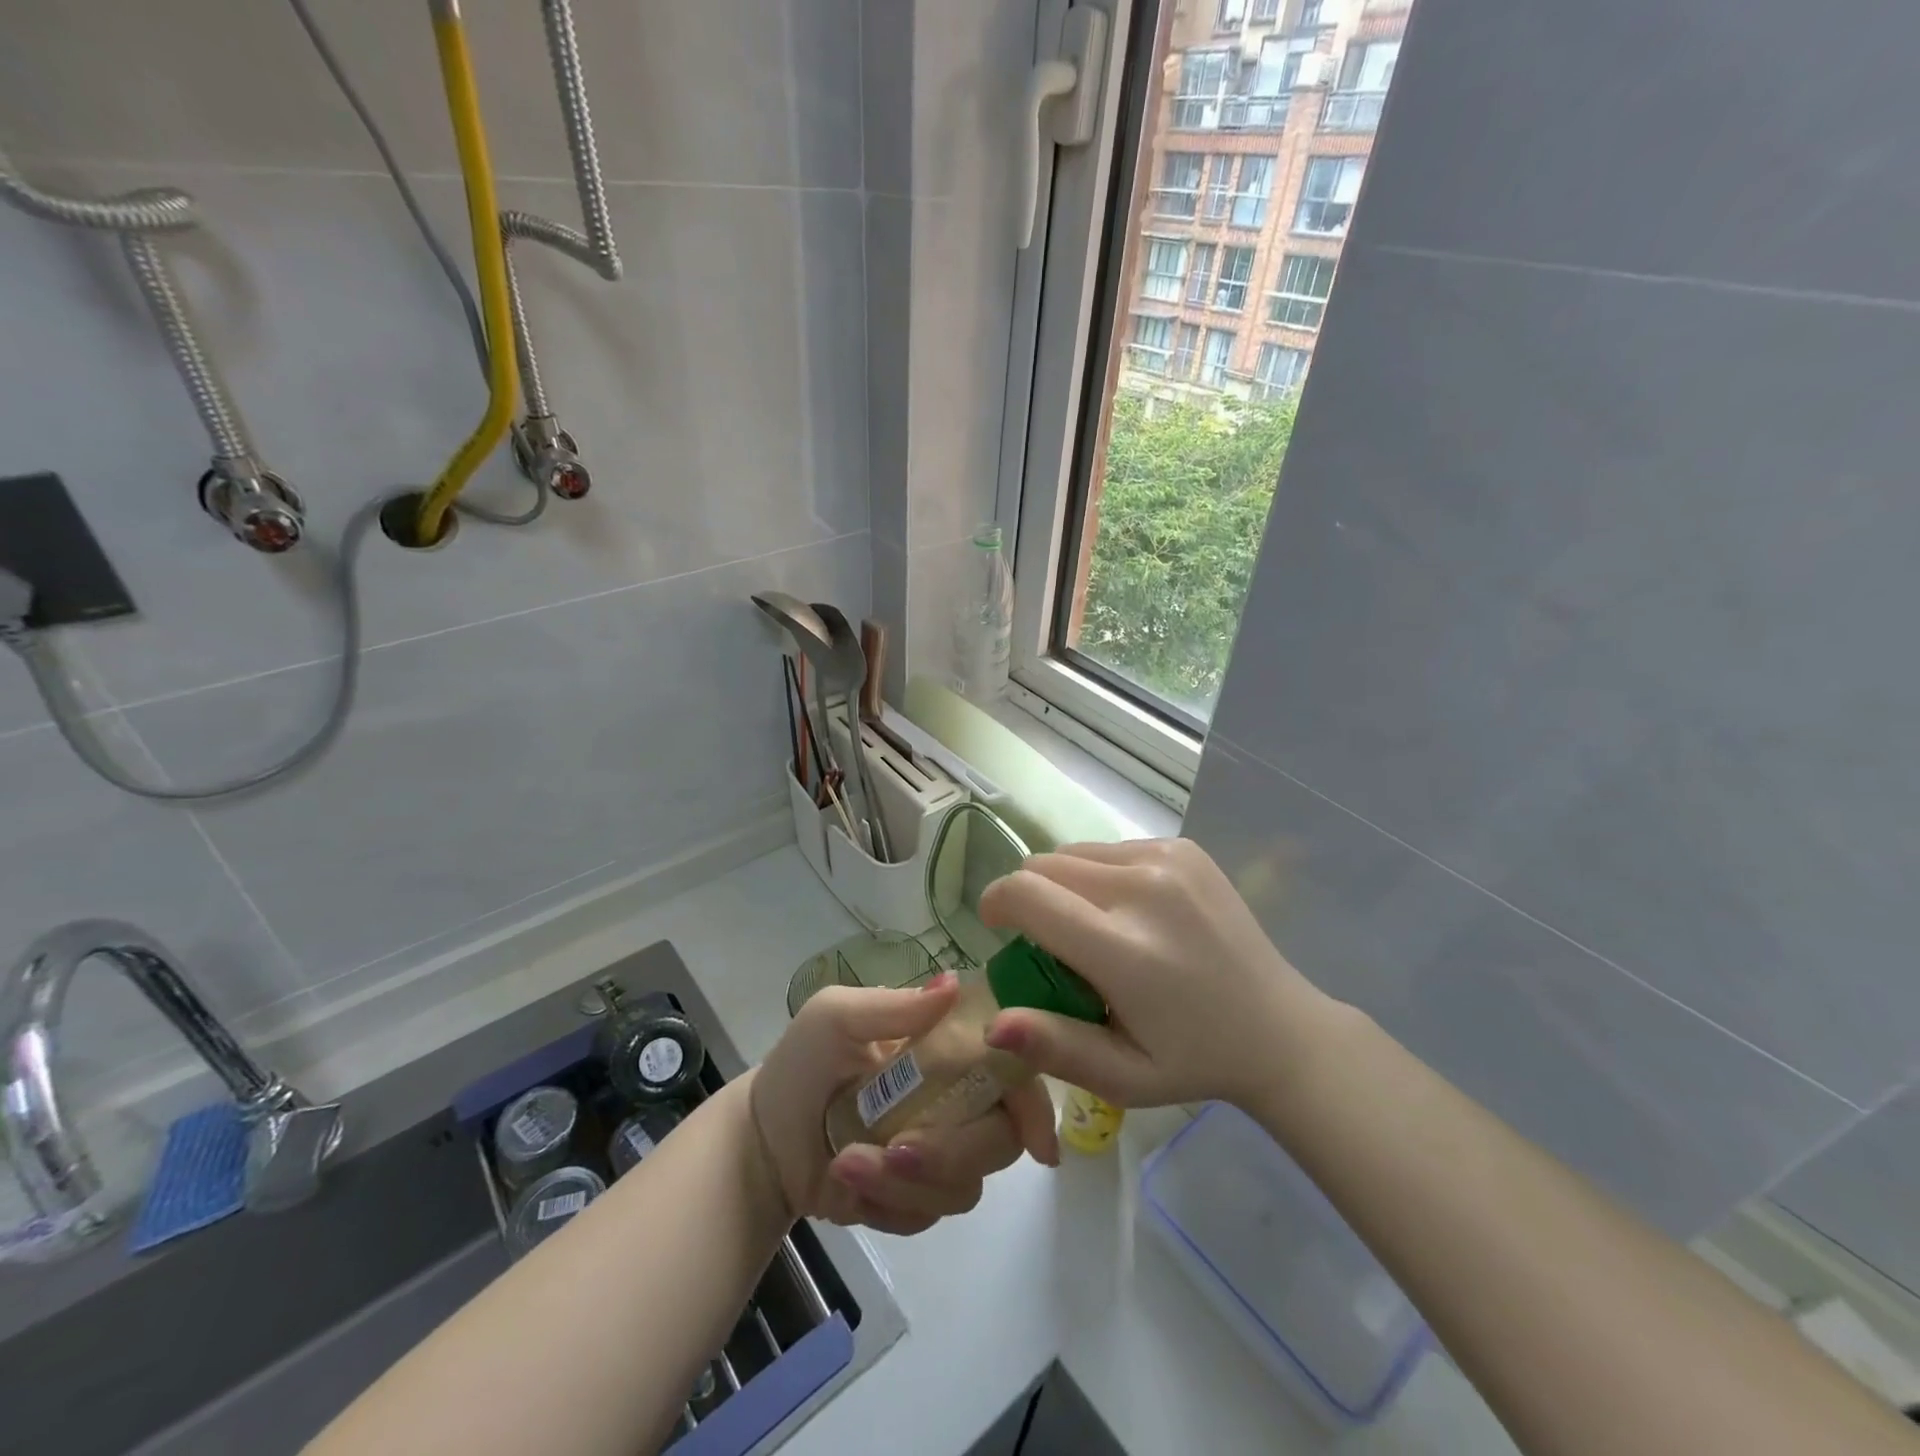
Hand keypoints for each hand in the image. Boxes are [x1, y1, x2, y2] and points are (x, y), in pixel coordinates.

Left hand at [749, 975, 1058, 1235]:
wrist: (763, 1138)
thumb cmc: (804, 1063)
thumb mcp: (835, 1017)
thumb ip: (893, 1006)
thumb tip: (953, 983)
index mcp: (948, 1048)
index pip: (1011, 1067)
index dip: (1031, 1095)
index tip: (1032, 1129)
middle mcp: (958, 1098)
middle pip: (1001, 1137)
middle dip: (953, 1150)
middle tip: (897, 1149)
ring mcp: (941, 1152)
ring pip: (966, 1184)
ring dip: (907, 1181)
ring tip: (847, 1163)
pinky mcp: (918, 1198)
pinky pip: (930, 1213)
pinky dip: (889, 1204)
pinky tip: (846, 1184)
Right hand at [978, 837, 1336, 1108]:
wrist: (1279, 1028)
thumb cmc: (1192, 1059)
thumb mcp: (1121, 1076)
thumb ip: (1054, 1047)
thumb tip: (992, 1026)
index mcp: (1124, 949)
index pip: (1027, 894)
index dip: (996, 903)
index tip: (998, 928)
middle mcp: (1143, 888)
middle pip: (1043, 865)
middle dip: (1030, 897)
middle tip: (1053, 942)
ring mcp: (1167, 859)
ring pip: (1074, 852)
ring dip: (1065, 884)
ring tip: (1095, 928)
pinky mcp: (1183, 846)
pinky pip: (1110, 848)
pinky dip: (1101, 874)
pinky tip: (1132, 912)